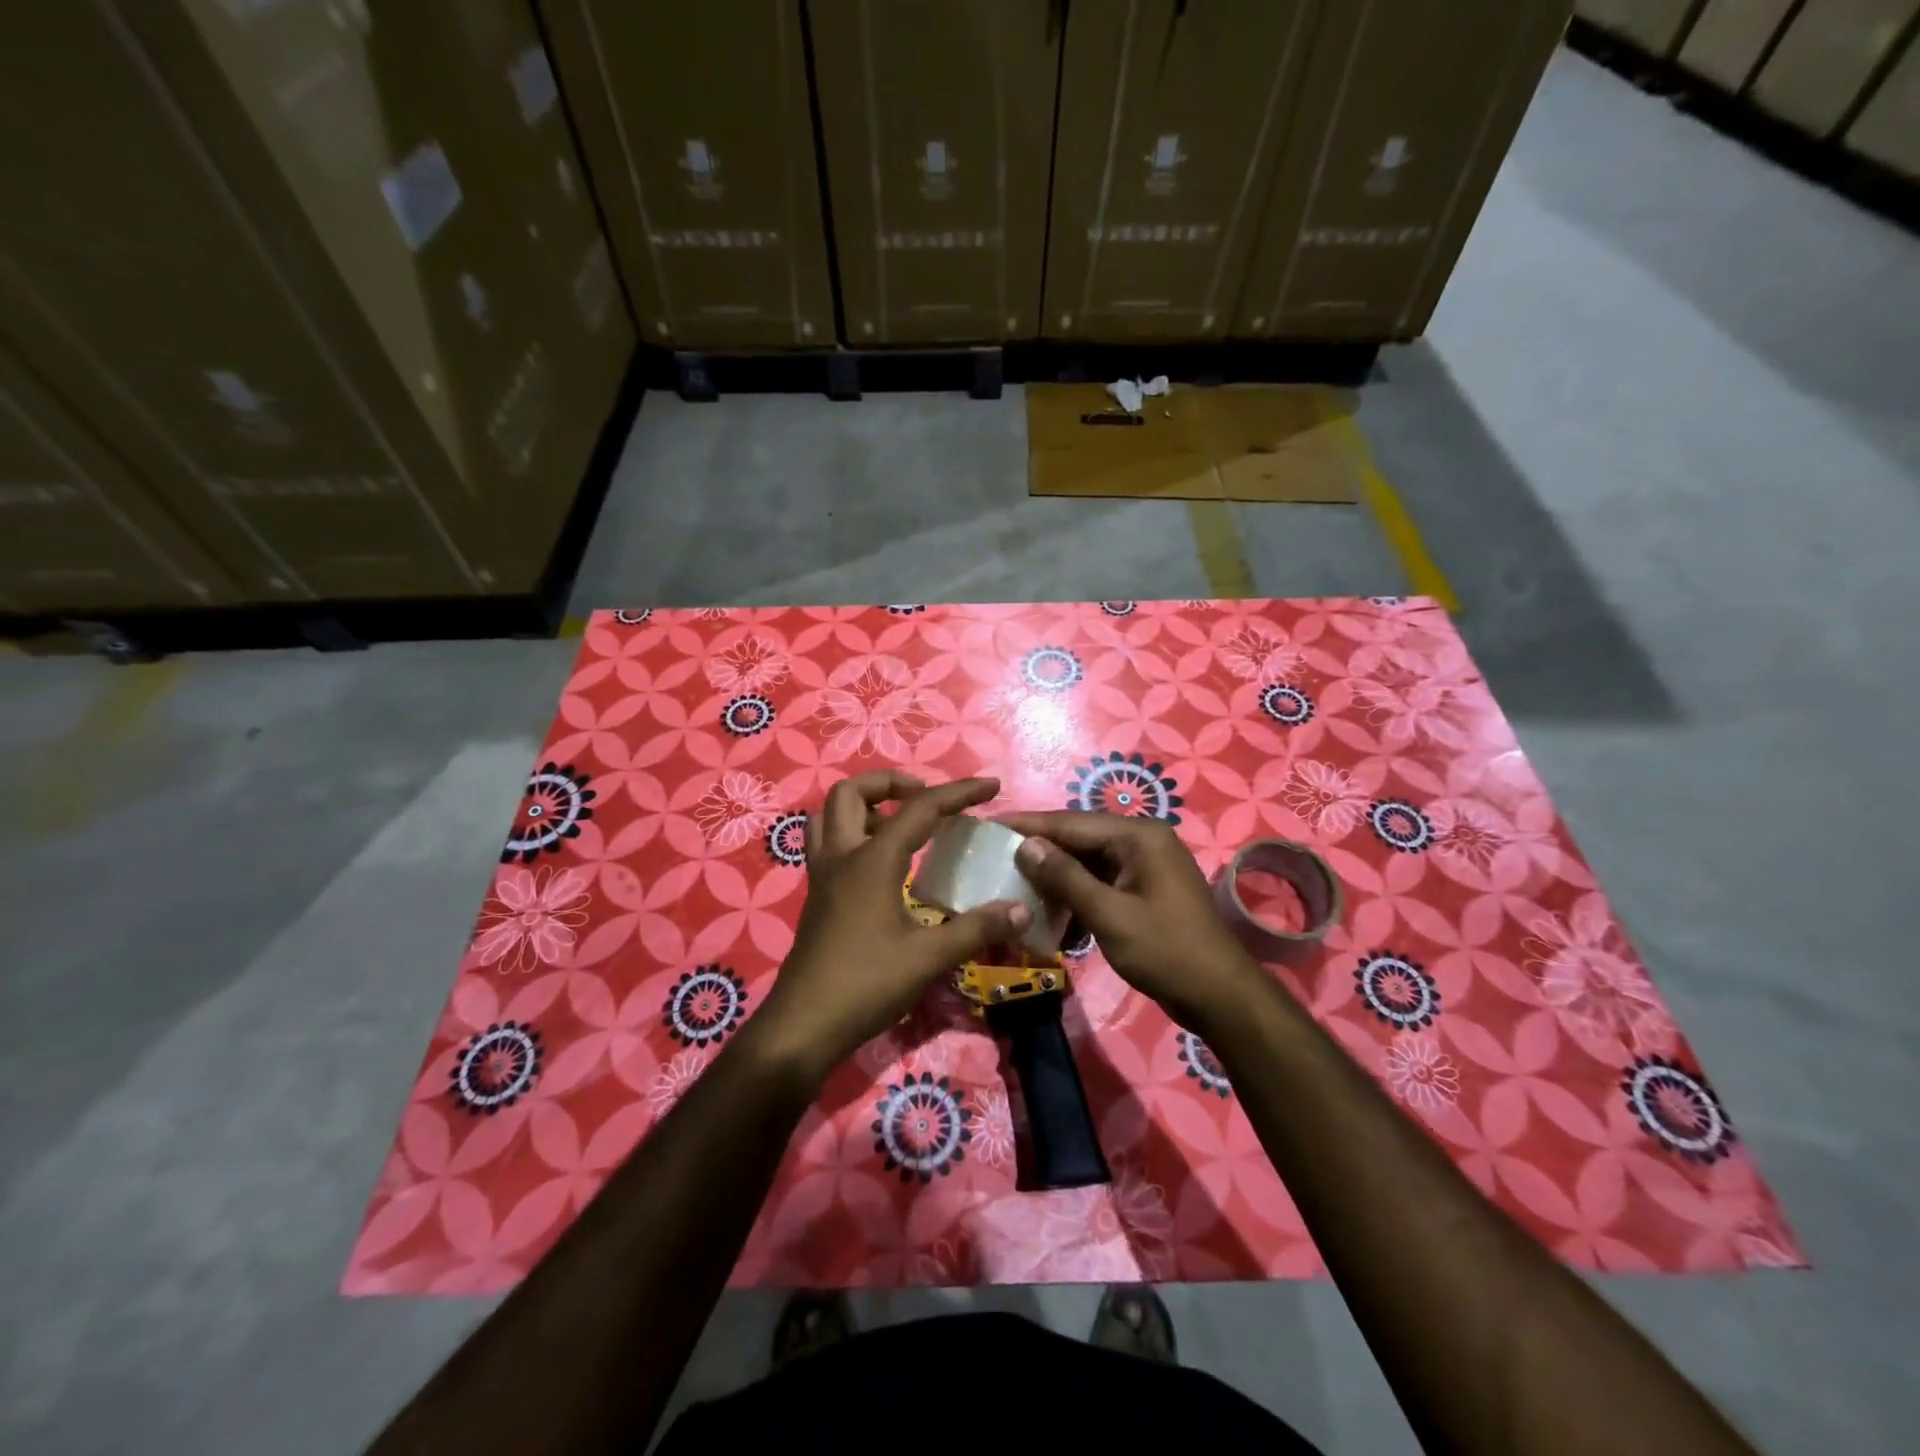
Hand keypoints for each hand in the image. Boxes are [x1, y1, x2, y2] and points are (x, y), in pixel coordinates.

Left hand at [752, 772, 1030, 1088]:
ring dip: (863, 806)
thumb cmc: (866, 984)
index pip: (920, 809)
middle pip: (851, 792)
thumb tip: (1020, 909)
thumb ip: (976, 928)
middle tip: (925, 798)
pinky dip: (852, 834)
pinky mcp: (817, 896)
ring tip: (898, 823)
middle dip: (891, 783)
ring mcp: (823, 876)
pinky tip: (882, 865)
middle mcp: (842, 856)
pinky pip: (827, 844)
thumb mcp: (928, 957)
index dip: (959, 792)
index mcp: (872, 860)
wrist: (804, 1026)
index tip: (990, 786)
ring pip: (829, 815)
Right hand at [997, 811, 1268, 1033]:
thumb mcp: (1109, 915)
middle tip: (996, 853)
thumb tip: (1026, 846)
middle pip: (1080, 837)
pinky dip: (1076, 891)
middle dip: (1040, 847)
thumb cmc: (1165, 951)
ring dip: (1056, 872)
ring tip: (1015, 877)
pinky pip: (1102, 880)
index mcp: (1139, 836)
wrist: (1220, 996)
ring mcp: (1146, 865)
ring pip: (1088, 860)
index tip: (991, 824)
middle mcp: (1143, 841)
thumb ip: (1066, 877)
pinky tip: (1050, 905)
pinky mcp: (1145, 889)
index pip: (1072, 822)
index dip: (1030, 824)